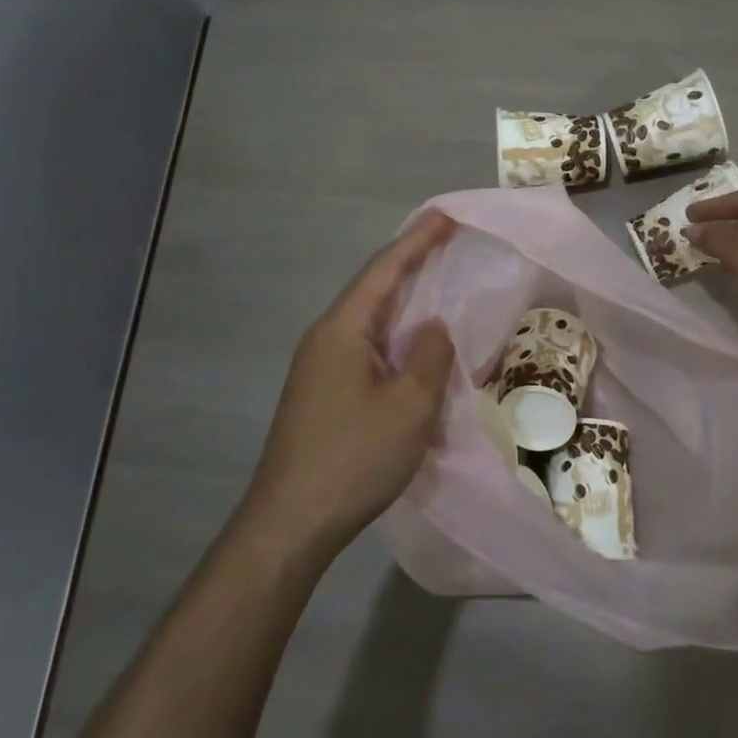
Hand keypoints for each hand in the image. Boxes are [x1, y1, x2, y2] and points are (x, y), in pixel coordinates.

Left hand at [240, 210, 457, 557]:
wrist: (292, 521)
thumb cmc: (354, 457)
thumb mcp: (410, 406)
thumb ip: (430, 357)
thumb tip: (433, 328)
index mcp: (343, 330)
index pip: (384, 271)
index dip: (417, 241)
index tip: (445, 216)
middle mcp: (325, 338)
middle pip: (373, 289)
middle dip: (410, 263)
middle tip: (445, 241)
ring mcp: (319, 367)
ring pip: (369, 321)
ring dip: (403, 301)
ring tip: (434, 284)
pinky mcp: (322, 393)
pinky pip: (365, 348)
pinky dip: (394, 336)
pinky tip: (411, 346)